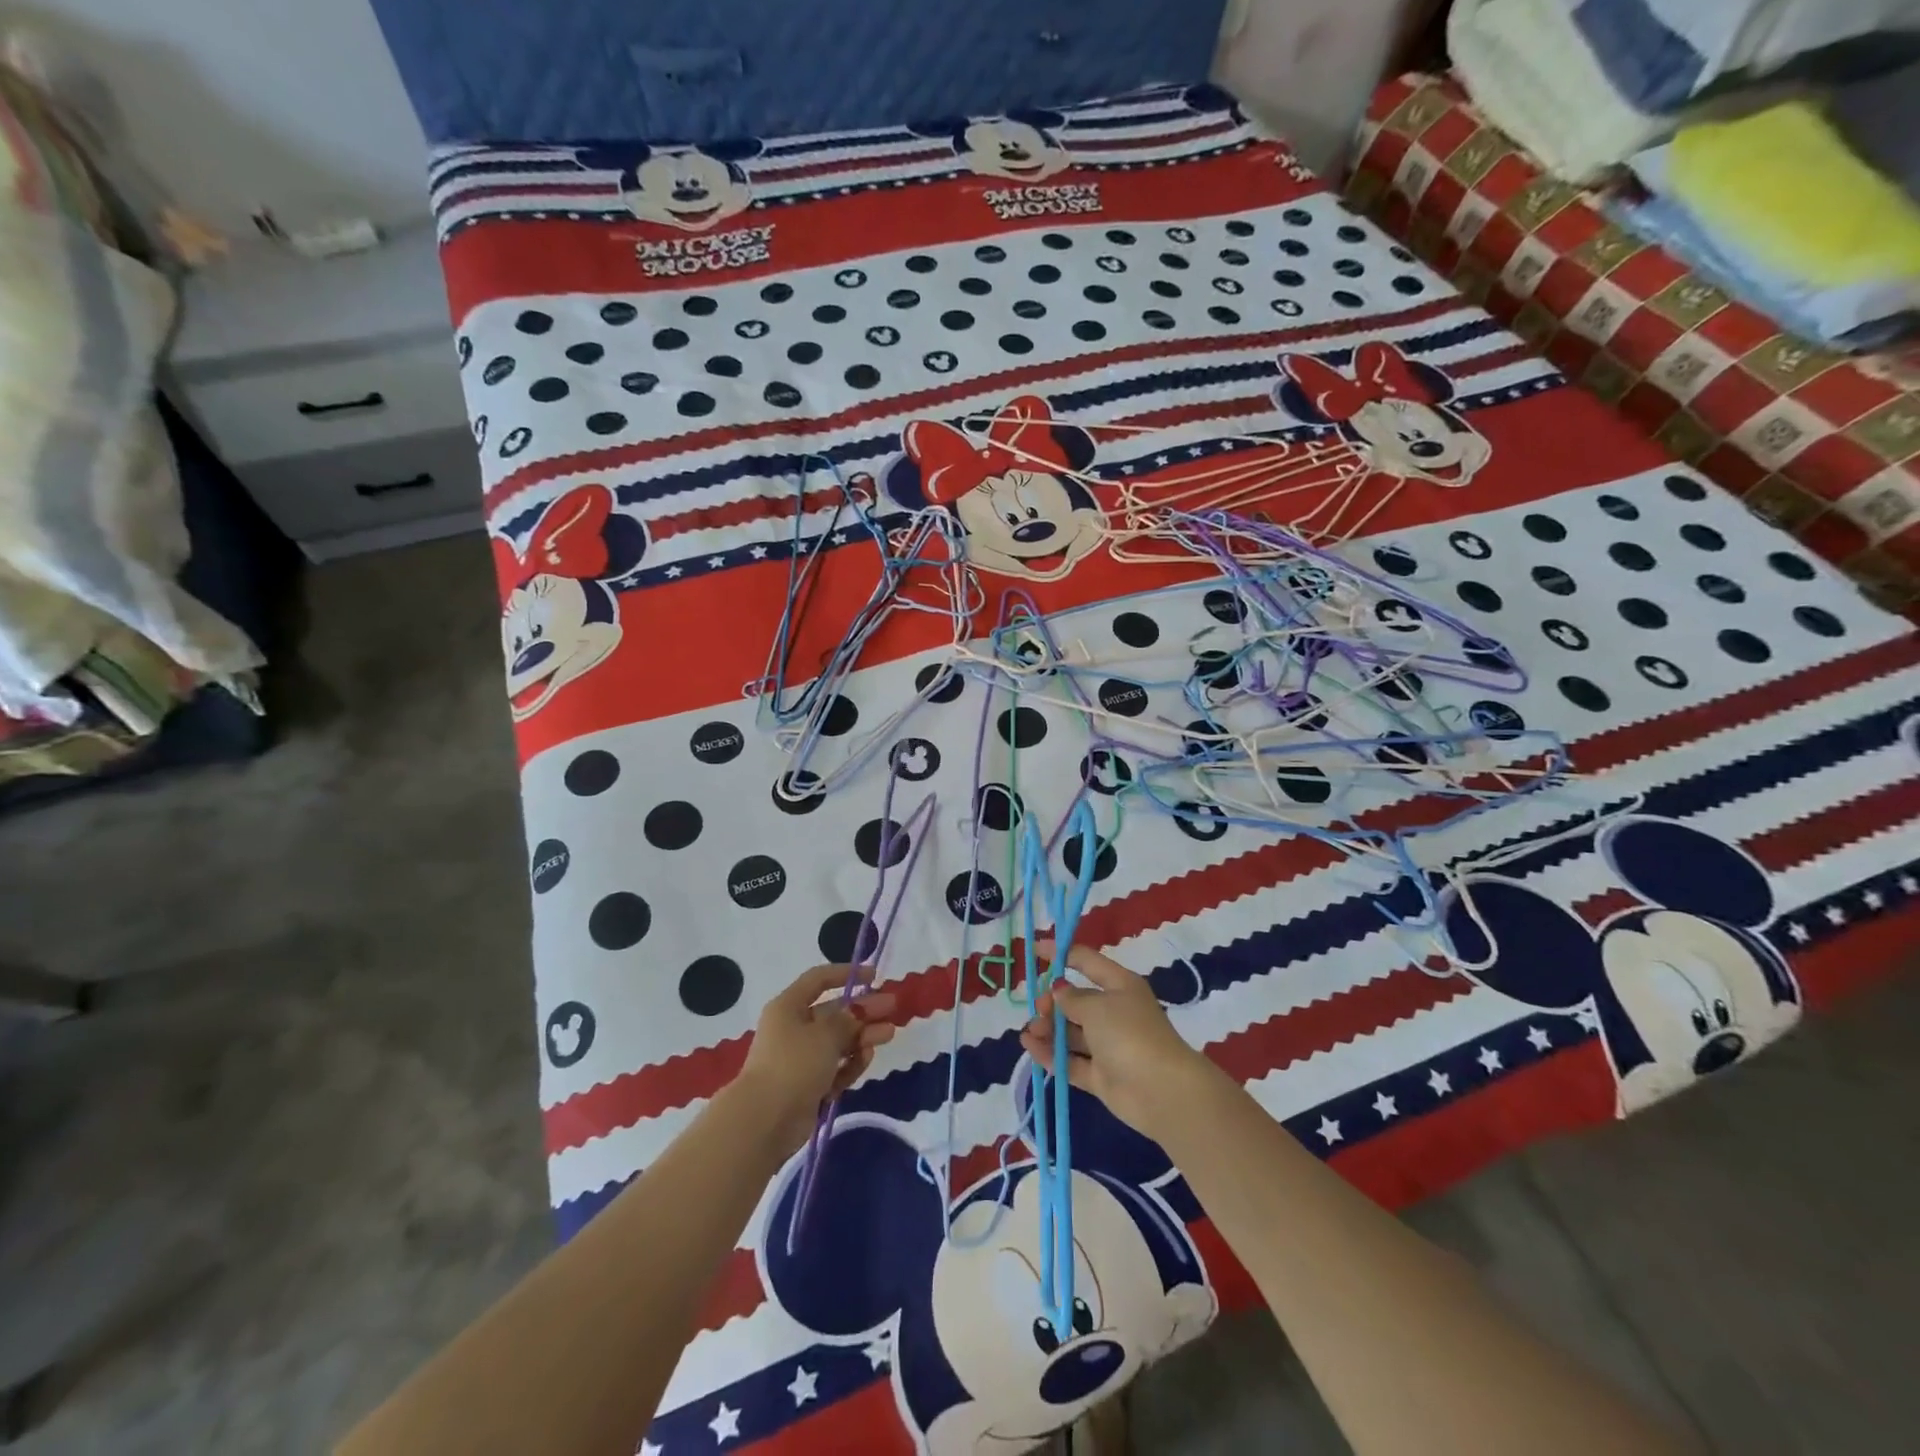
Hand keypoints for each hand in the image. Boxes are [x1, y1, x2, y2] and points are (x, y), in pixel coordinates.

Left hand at [735, 964, 896, 1157]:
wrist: (765, 1121)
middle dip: (863, 1010)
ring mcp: (801, 1058)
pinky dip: (850, 1062)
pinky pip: (834, 1067)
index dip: (845, 974)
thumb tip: (857, 1011)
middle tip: (892, 1007)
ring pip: (837, 1041)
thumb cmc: (793, 1064)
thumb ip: (847, 1020)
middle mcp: (793, 1028)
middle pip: (834, 1012)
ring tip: (889, 1033)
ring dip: (862, 1036)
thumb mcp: (825, 1034)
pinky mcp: (808, 1084)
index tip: (873, 976)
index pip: (818, 980)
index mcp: (789, 1007)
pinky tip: (867, 1056)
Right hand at [1019, 942, 1217, 1140]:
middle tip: (1038, 1008)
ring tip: (1029, 1032)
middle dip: (1052, 1002)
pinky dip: (1050, 1054)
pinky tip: (1030, 1047)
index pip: (1087, 962)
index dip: (1061, 954)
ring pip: (1071, 1032)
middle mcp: (1114, 1013)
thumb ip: (1072, 998)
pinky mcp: (1100, 1075)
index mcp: (1120, 986)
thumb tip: (1059, 989)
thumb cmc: (1129, 1034)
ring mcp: (1107, 1046)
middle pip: (1076, 1001)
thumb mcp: (1097, 1006)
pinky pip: (1070, 1060)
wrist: (1161, 1091)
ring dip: (1048, 1029)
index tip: (1035, 950)